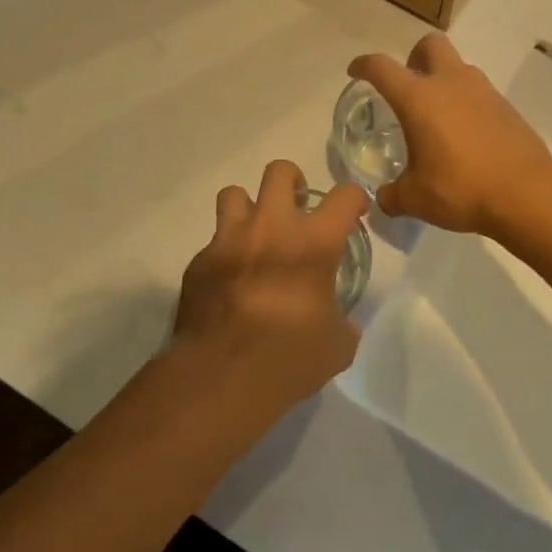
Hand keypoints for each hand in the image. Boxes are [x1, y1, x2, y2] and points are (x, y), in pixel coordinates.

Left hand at [172, 161, 368, 411]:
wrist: (218, 379)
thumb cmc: (288, 359)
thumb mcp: (336, 345)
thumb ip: (342, 321)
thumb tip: (338, 321)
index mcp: (313, 243)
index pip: (344, 196)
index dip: (354, 199)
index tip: (354, 214)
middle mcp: (270, 228)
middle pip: (280, 171)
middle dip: (293, 182)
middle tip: (297, 209)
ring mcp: (228, 241)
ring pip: (234, 194)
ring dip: (250, 208)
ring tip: (256, 235)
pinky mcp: (198, 263)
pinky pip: (214, 242)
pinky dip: (225, 253)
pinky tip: (230, 281)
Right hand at [346, 33, 551, 236]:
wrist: (527, 191)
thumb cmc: (462, 188)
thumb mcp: (416, 199)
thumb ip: (392, 195)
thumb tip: (382, 198)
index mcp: (419, 98)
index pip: (382, 67)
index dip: (364, 65)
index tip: (356, 71)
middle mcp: (450, 83)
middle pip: (429, 44)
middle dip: (414, 57)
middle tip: (407, 85)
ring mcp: (482, 90)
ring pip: (458, 66)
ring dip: (443, 80)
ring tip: (437, 116)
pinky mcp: (505, 105)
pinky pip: (478, 91)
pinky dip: (466, 101)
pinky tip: (465, 134)